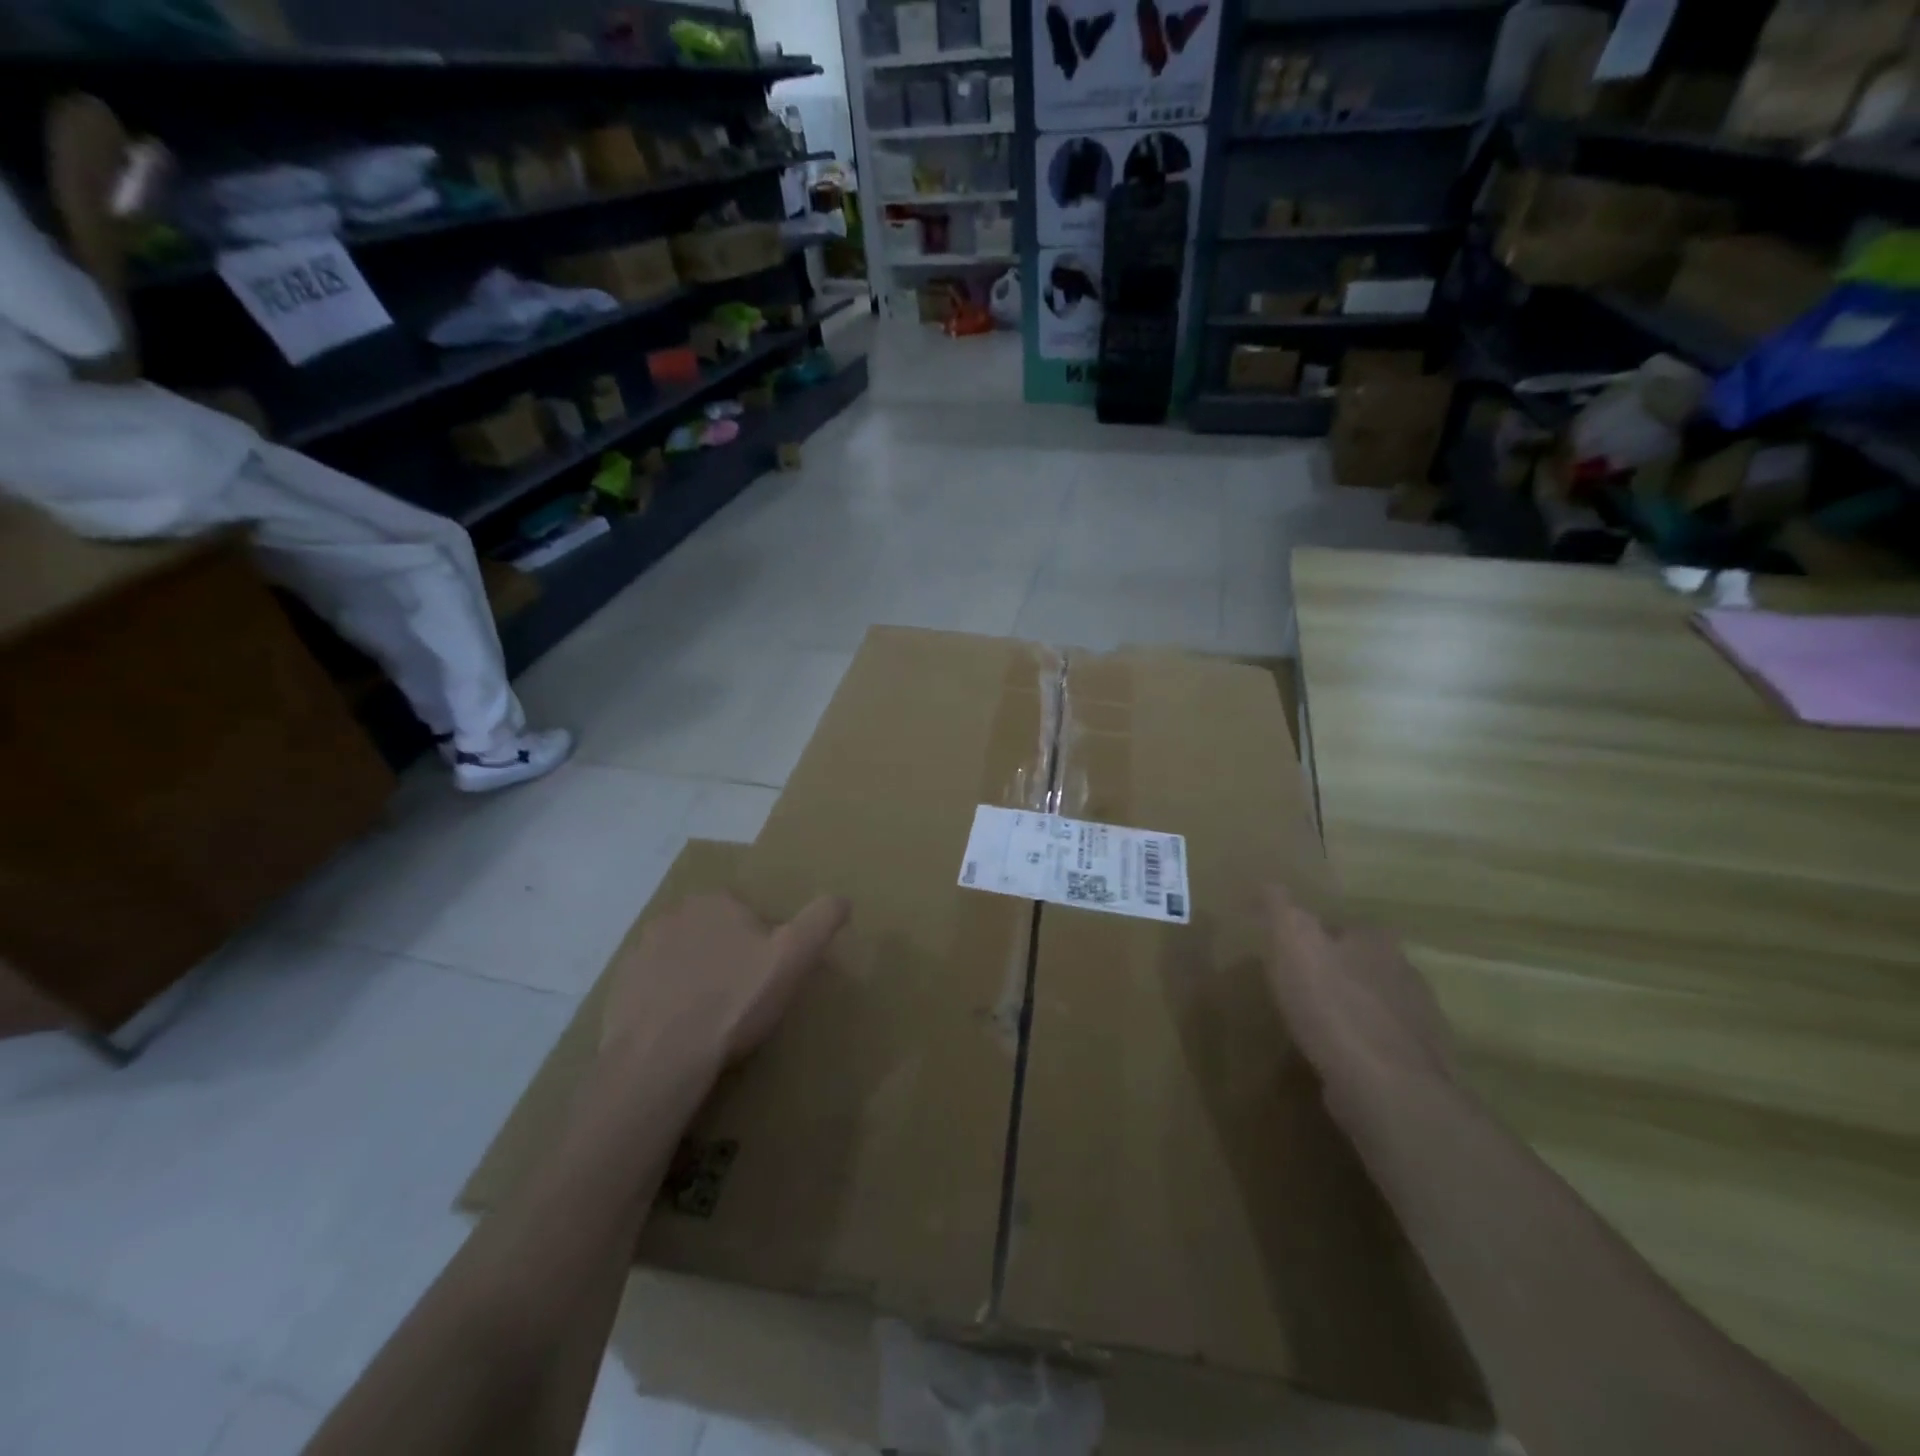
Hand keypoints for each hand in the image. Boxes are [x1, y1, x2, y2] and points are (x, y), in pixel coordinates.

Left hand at [601, 892, 848, 1068]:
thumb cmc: (734, 1001)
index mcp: (715, 901)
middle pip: (715, 934)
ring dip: (698, 978)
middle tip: (744, 999)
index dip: (765, 944)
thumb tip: (843, 899)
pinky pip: (655, 986)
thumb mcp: (794, 956)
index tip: (769, 978)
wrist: (660, 1058)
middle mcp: (673, 915)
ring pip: (684, 958)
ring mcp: (640, 951)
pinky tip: (682, 1030)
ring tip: (713, 1019)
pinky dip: (668, 1001)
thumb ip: (821, 919)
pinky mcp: (620, 987)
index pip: (749, 914)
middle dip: (730, 958)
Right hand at [1262, 886, 1454, 1107]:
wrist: (1386, 1088)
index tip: (1293, 951)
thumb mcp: (1293, 944)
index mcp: (1378, 941)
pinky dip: (1363, 1049)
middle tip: (1302, 986)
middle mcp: (1408, 974)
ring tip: (1316, 1026)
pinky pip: (1384, 1048)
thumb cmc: (1333, 1006)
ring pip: (1378, 1007)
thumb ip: (1282, 910)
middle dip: (1339, 973)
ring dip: (1352, 1012)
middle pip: (1366, 965)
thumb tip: (1271, 881)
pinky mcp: (1420, 1068)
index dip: (1319, 936)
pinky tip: (1338, 1061)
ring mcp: (1420, 1024)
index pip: (1347, 926)